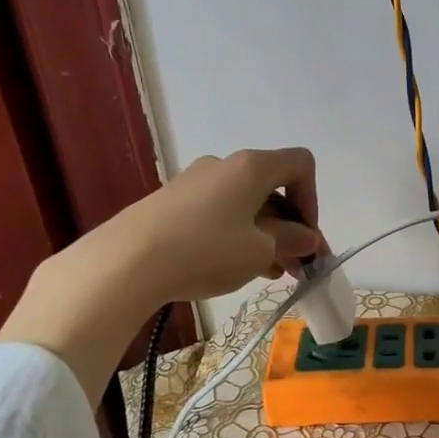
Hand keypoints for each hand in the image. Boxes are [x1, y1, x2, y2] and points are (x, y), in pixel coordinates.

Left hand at [104, 148, 322, 302]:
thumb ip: (291, 241)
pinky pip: (218, 213)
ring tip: (268, 272)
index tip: (305, 237)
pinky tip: (233, 268)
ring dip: (264, 234)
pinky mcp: (171, 203)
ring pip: (244, 204)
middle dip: (289, 225)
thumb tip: (307, 238)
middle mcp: (224, 165)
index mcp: (252, 167)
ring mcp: (194, 182)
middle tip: (295, 264)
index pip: (300, 165)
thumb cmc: (207, 250)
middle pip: (271, 187)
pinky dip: (235, 235)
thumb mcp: (260, 251)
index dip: (312, 199)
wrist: (126, 262)